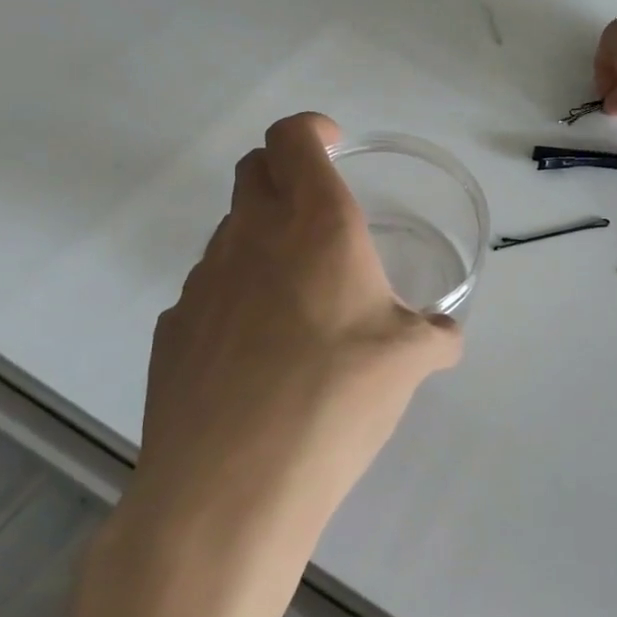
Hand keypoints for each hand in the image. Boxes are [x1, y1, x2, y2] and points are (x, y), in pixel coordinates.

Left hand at [132, 113, 461, 543]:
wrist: (230, 486)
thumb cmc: (336, 399)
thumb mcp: (409, 363)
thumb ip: (434, 336)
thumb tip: (444, 336)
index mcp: (316, 226)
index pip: (293, 138)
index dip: (312, 129)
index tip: (334, 144)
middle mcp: (252, 238)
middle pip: (253, 170)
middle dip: (285, 171)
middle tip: (320, 210)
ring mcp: (202, 282)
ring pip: (231, 231)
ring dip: (263, 237)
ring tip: (299, 295)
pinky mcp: (173, 329)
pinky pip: (210, 289)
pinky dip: (237, 292)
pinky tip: (258, 349)